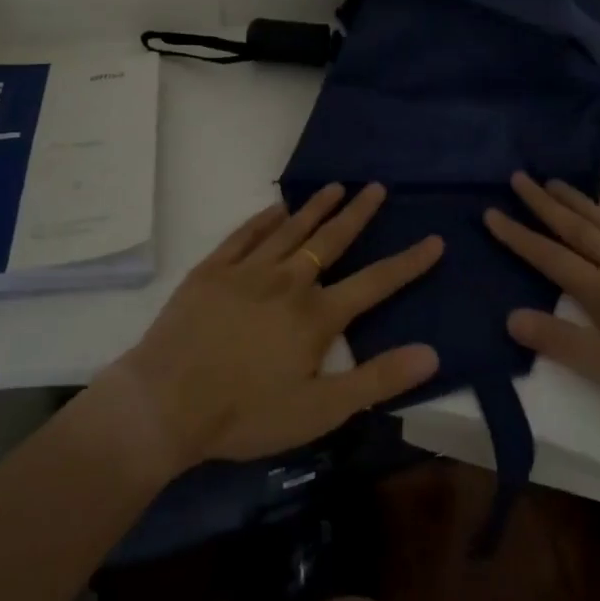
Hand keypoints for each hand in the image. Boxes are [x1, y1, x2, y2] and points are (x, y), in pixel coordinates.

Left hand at [113, 183, 441, 470]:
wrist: (165, 404)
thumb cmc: (246, 414)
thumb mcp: (320, 410)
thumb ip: (377, 380)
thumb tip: (431, 353)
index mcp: (316, 315)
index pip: (375, 282)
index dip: (408, 262)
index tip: (434, 240)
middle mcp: (288, 281)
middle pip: (331, 240)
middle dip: (358, 213)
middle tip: (376, 187)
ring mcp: (247, 271)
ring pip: (290, 229)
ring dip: (315, 207)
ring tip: (336, 186)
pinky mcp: (212, 271)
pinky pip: (244, 235)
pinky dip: (264, 219)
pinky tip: (275, 208)